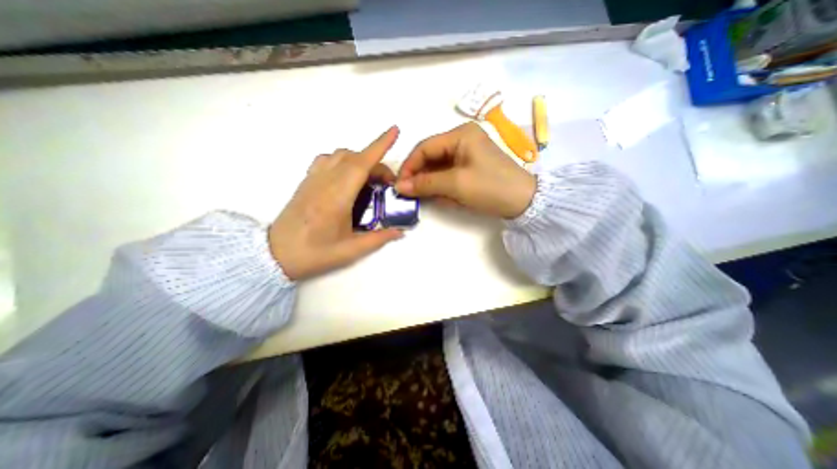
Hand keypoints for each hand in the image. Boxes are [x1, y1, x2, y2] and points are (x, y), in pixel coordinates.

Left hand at [266, 126, 398, 280]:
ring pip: (340, 155)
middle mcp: (325, 182)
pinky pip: (327, 159)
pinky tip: (347, 177)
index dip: (379, 146)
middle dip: (376, 163)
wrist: (275, 254)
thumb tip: (400, 232)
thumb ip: (378, 239)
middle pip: (355, 158)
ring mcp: (313, 179)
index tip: (394, 131)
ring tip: (369, 179)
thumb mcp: (350, 251)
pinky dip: (342, 160)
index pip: (361, 164)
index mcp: (337, 198)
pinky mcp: (307, 181)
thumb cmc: (314, 254)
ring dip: (359, 160)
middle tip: (387, 184)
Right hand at [394, 122, 535, 219]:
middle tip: (409, 194)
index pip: (424, 147)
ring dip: (430, 182)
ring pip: (438, 167)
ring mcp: (467, 153)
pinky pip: (449, 174)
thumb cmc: (490, 187)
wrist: (524, 202)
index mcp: (460, 134)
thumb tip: (399, 187)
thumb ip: (425, 183)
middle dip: (420, 176)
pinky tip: (441, 197)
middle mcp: (462, 139)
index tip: (399, 185)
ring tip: (425, 197)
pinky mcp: (471, 166)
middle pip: (431, 156)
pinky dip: (442, 186)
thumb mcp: (456, 184)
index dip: (409, 166)